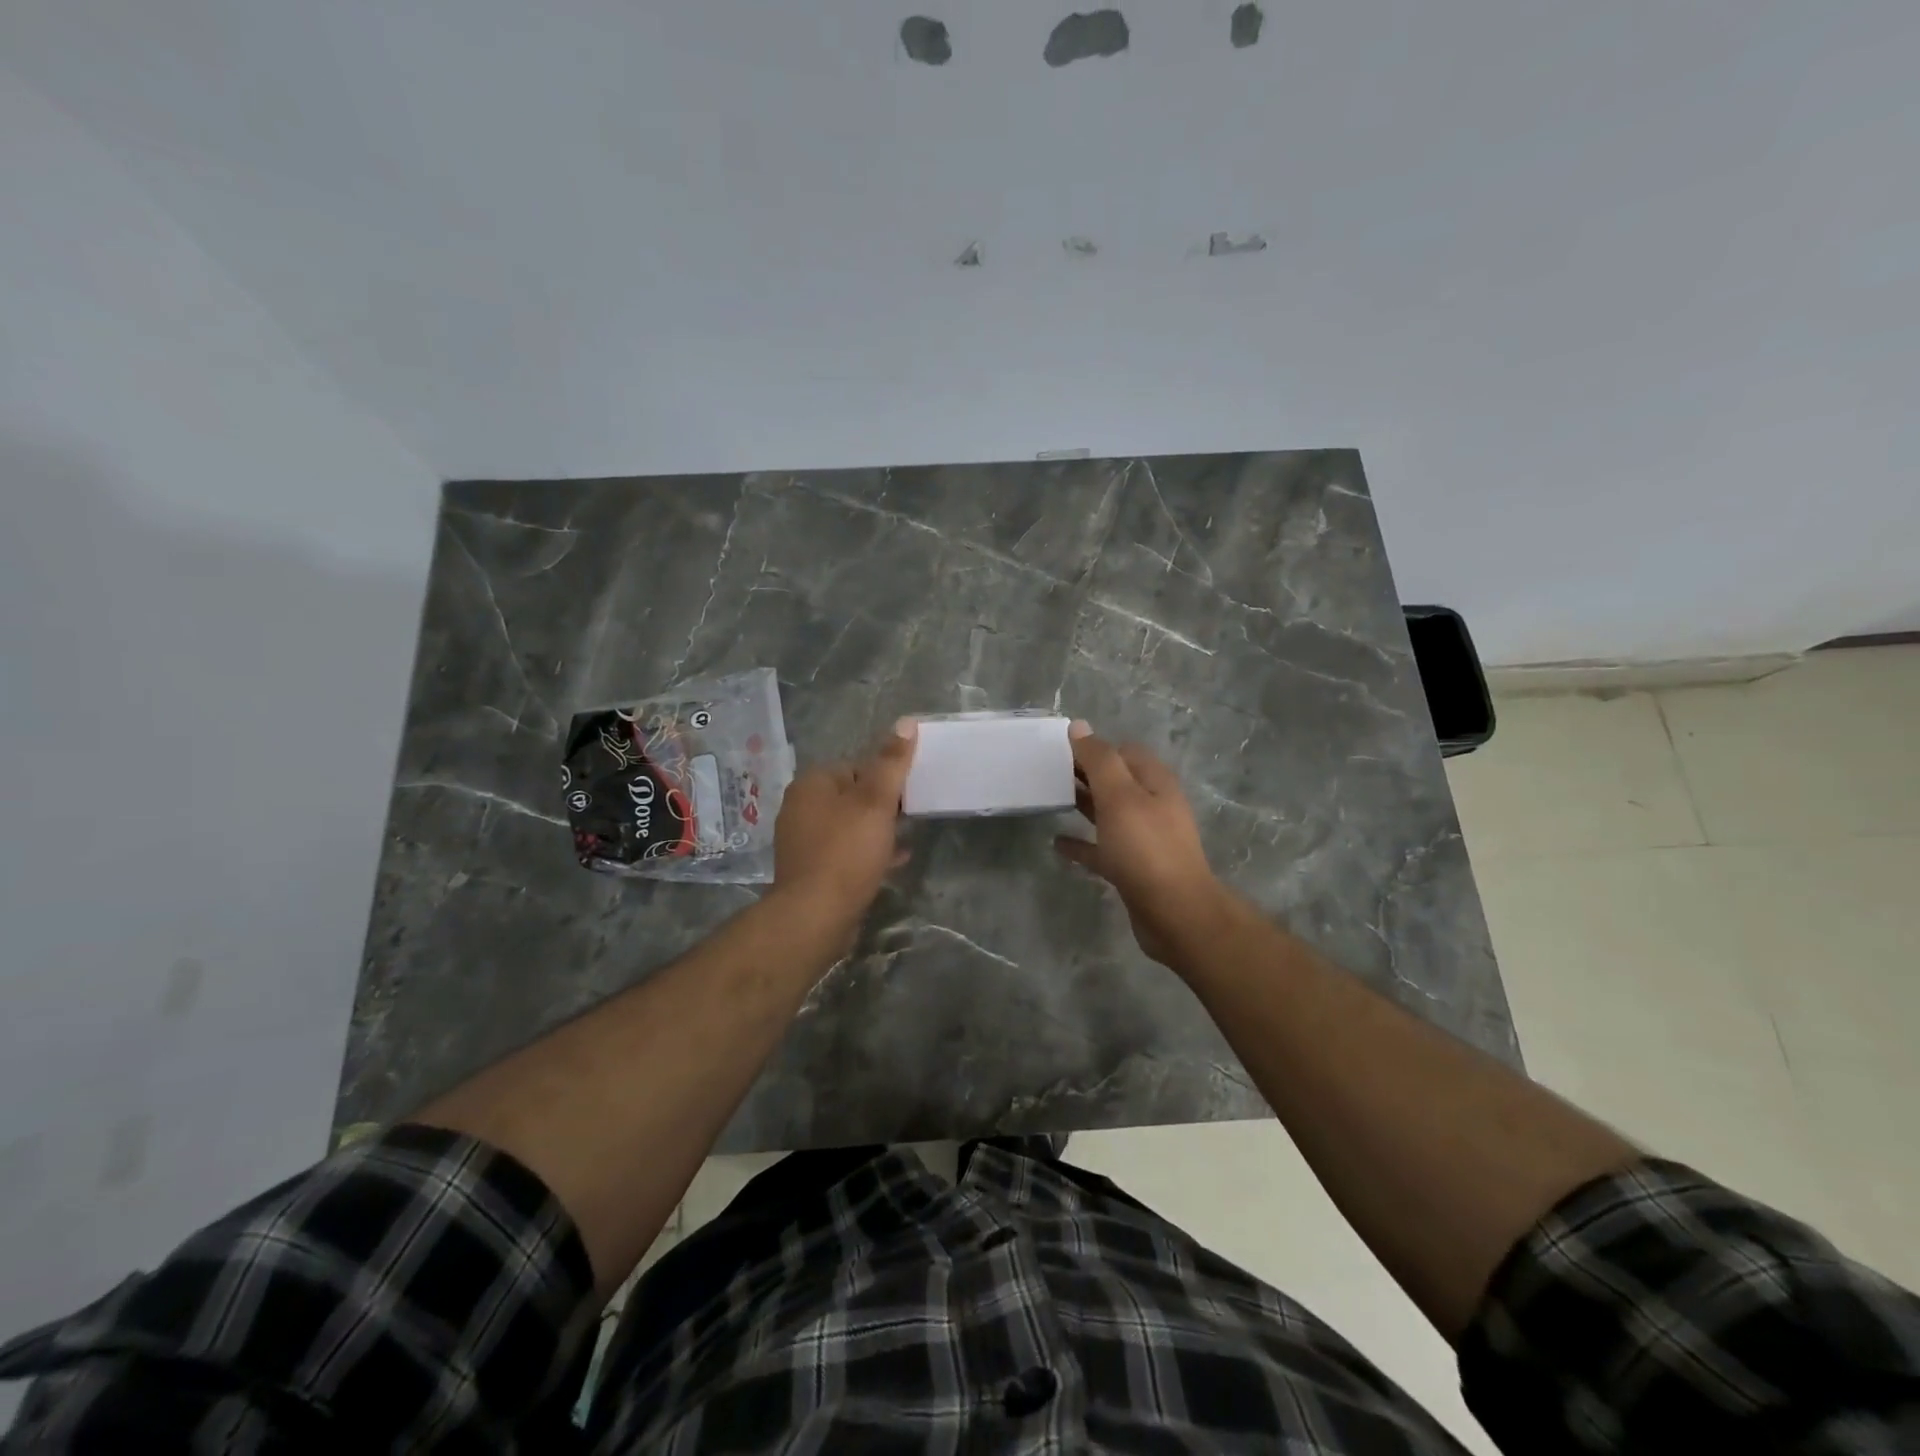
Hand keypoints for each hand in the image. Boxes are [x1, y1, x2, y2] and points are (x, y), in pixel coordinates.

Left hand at [773, 718, 917, 921]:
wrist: (815, 915)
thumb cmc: (846, 851)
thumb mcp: (876, 801)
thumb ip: (891, 763)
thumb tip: (906, 721)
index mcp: (811, 784)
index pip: (855, 766)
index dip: (885, 778)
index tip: (909, 794)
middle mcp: (801, 807)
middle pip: (852, 796)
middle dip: (882, 805)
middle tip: (910, 817)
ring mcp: (803, 840)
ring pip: (849, 825)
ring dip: (877, 830)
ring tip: (905, 839)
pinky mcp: (811, 869)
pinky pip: (845, 852)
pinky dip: (868, 852)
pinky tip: (893, 861)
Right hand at [1054, 722, 1228, 966]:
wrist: (1175, 914)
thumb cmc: (1146, 849)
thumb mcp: (1120, 797)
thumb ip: (1099, 760)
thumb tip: (1079, 727)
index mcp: (1155, 783)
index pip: (1125, 752)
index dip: (1096, 747)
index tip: (1061, 750)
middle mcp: (1153, 806)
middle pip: (1117, 781)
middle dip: (1087, 774)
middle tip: (1049, 772)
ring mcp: (1144, 839)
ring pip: (1109, 813)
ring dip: (1084, 805)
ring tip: (1050, 800)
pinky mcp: (1133, 868)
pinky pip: (1102, 849)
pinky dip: (1082, 843)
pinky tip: (1057, 844)